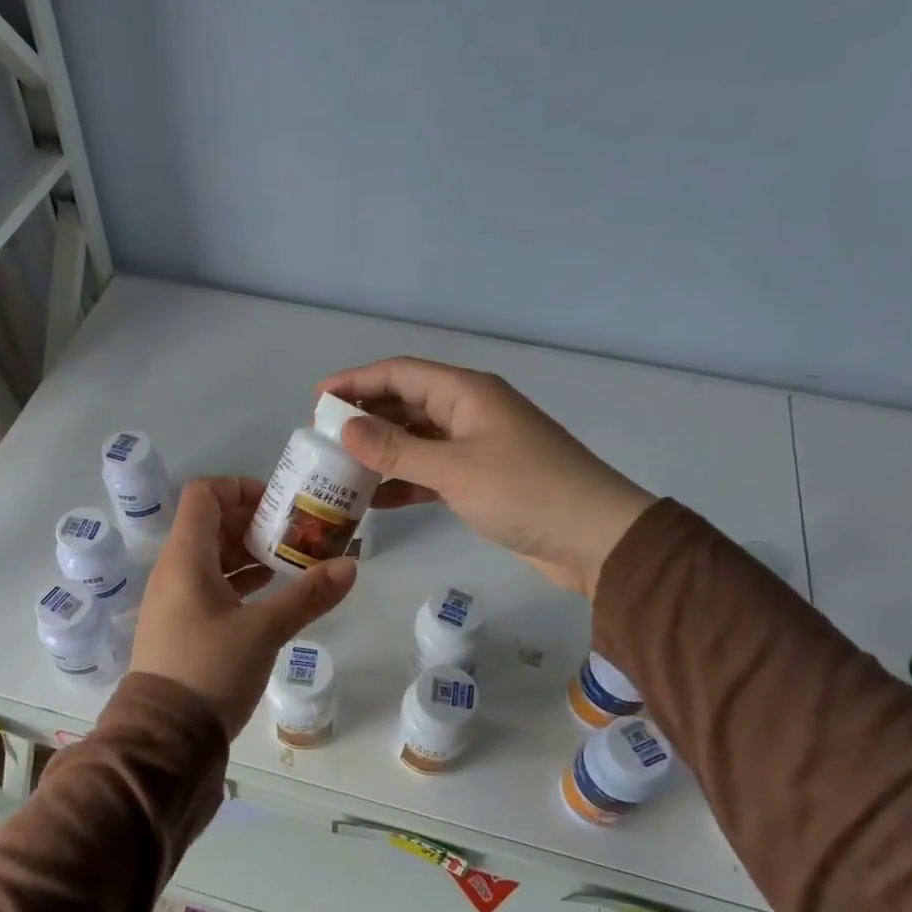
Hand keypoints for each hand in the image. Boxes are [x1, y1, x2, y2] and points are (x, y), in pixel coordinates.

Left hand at [130, 477, 356, 737]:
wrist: (163, 740)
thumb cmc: (209, 671)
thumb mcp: (263, 631)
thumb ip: (307, 596)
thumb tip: (350, 566)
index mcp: (185, 559)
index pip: (204, 494)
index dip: (241, 488)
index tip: (279, 505)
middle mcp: (174, 571)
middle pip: (211, 524)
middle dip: (255, 522)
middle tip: (297, 534)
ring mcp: (175, 601)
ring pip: (213, 558)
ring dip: (251, 554)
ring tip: (292, 561)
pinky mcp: (182, 627)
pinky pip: (211, 586)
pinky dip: (241, 582)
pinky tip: (272, 594)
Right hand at [318, 357, 656, 595]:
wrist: (594, 538)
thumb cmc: (525, 492)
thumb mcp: (454, 469)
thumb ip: (397, 449)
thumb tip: (344, 428)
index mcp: (466, 393)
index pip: (400, 373)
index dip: (356, 381)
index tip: (317, 400)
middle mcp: (469, 412)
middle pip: (406, 403)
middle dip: (364, 418)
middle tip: (322, 440)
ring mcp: (476, 447)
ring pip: (416, 439)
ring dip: (381, 452)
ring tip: (340, 469)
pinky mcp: (481, 481)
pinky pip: (431, 471)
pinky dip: (404, 480)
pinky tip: (375, 499)